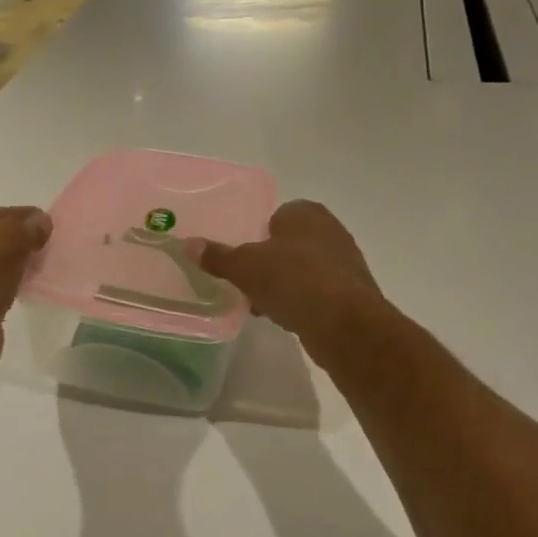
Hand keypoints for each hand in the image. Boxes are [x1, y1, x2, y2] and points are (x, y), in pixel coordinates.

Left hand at [0, 206, 52, 363]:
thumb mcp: (4, 241)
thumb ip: (24, 226)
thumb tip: (42, 221)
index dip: (22, 216)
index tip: (48, 223)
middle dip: (21, 239)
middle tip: (48, 245)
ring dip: (18, 262)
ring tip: (41, 265)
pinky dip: (12, 281)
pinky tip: (28, 286)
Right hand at [199, 200, 386, 367]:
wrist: (344, 324)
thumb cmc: (293, 281)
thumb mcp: (244, 267)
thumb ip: (217, 256)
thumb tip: (186, 243)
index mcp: (306, 212)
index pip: (275, 215)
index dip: (255, 235)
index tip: (240, 258)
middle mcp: (330, 229)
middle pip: (288, 244)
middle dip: (268, 262)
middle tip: (245, 282)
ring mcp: (344, 262)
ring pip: (302, 269)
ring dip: (282, 284)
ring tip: (259, 304)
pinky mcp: (351, 293)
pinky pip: (316, 292)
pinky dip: (300, 302)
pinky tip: (284, 318)